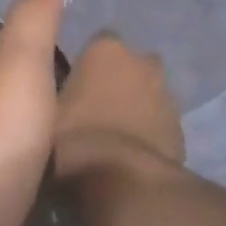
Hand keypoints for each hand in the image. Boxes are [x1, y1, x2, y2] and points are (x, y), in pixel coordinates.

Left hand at [0, 0, 65, 225]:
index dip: (35, 37)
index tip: (68, 36)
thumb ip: (34, 14)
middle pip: (6, 85)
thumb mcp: (22, 59)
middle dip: (35, 79)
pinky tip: (46, 166)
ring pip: (8, 125)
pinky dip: (30, 156)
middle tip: (79, 78)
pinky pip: (13, 164)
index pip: (9, 44)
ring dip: (32, 119)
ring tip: (69, 119)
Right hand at [54, 33, 184, 182]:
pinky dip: (149, 132)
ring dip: (135, 106)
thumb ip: (52, 95)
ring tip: (112, 135)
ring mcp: (167, 94)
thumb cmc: (76, 139)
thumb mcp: (44, 115)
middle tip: (94, 107)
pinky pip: (160, 122)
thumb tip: (48, 95)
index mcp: (106, 50)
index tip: (74, 84)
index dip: (86, 64)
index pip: (97, 42)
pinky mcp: (181, 128)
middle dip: (117, 79)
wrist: (126, 183)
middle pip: (129, 65)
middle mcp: (142, 62)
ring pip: (149, 93)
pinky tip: (130, 154)